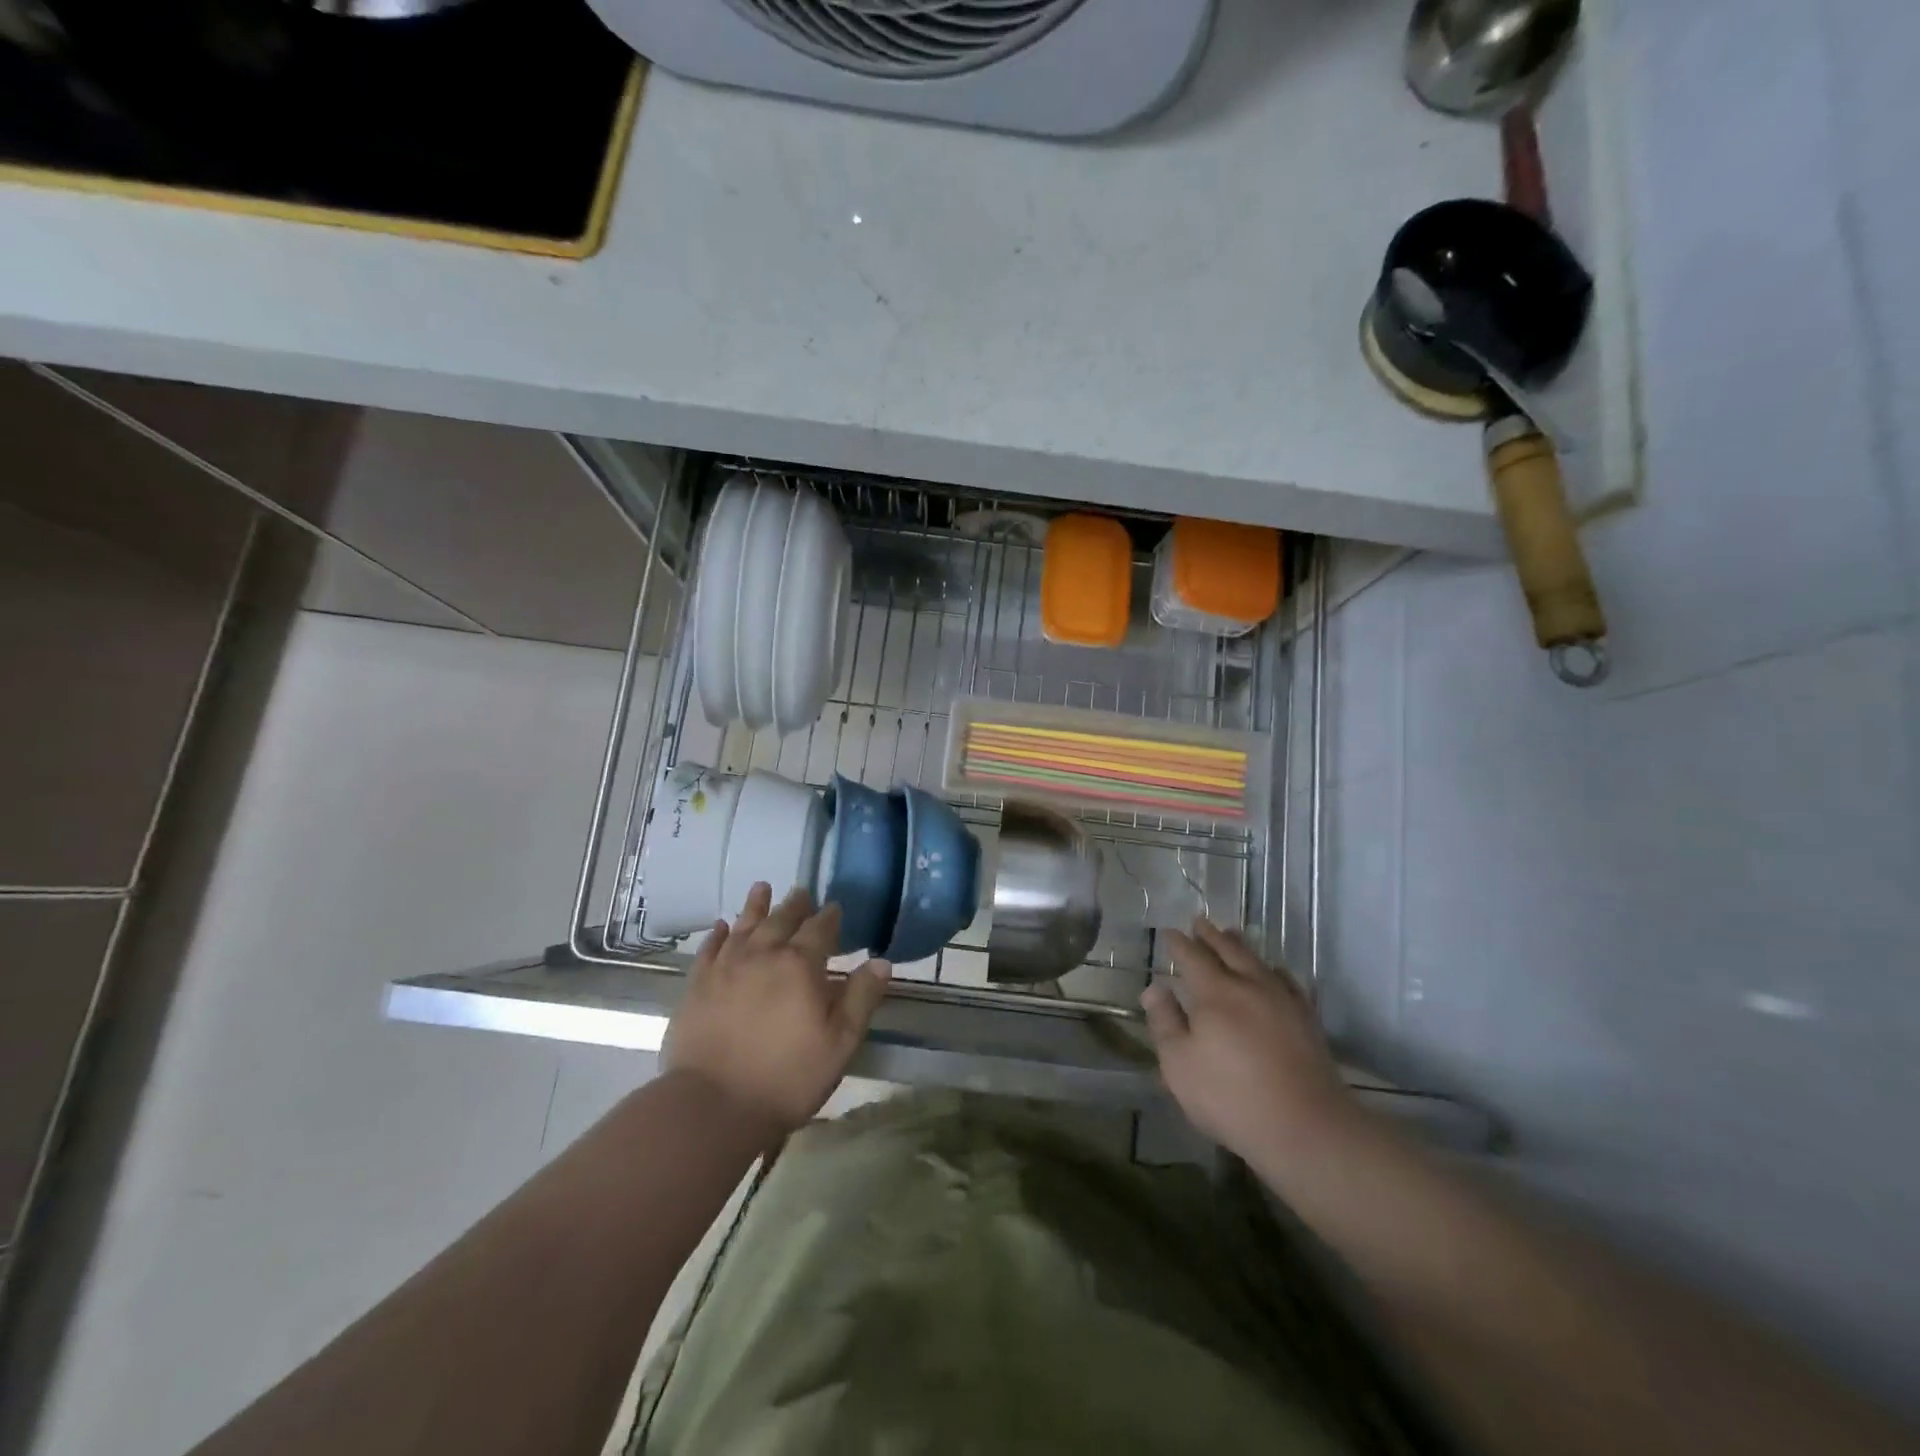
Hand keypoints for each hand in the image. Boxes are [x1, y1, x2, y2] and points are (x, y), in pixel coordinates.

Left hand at [663, 883, 890, 1137]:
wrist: (713, 1106)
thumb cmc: (787, 1077)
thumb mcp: (840, 1043)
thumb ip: (861, 998)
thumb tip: (881, 962)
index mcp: (801, 965)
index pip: (820, 929)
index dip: (830, 917)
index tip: (834, 908)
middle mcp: (763, 955)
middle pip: (782, 920)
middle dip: (795, 905)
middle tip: (802, 892)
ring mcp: (726, 968)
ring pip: (745, 926)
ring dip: (756, 906)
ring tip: (762, 888)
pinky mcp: (698, 985)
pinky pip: (710, 949)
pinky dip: (719, 934)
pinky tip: (722, 926)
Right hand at [1142, 919, 1353, 1163]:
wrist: (1305, 1126)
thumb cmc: (1230, 1097)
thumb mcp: (1179, 1065)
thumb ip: (1165, 1022)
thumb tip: (1155, 987)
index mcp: (1214, 993)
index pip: (1192, 957)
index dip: (1179, 943)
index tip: (1169, 932)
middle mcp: (1249, 985)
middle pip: (1227, 950)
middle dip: (1211, 935)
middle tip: (1200, 921)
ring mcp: (1282, 1000)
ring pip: (1258, 961)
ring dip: (1240, 945)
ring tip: (1232, 934)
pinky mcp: (1307, 1019)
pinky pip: (1288, 981)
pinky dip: (1274, 970)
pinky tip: (1274, 972)